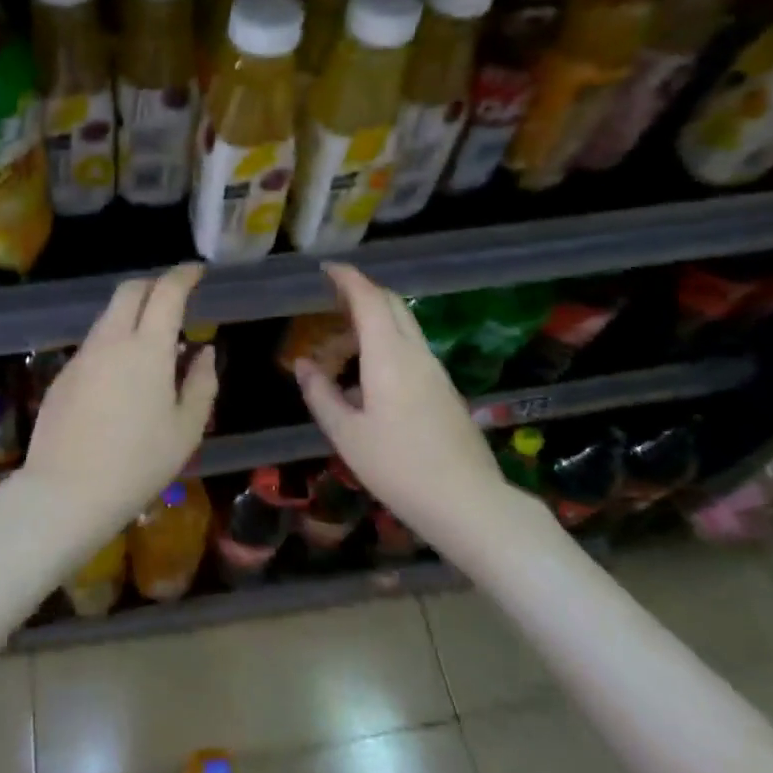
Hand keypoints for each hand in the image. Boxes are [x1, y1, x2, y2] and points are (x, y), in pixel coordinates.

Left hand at [20, 263, 217, 536]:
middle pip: (130, 290)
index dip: (183, 275)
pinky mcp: (63, 374)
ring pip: (108, 315)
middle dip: (154, 284)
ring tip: (152, 340)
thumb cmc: (137, 464)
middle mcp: (111, 340)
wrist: (66, 492)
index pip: (166, 292)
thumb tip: (204, 352)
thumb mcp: (186, 430)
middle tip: (174, 298)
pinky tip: (121, 374)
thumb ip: (202, 383)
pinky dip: (113, 341)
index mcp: (147, 348)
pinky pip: (94, 343)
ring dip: (132, 313)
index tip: (197, 272)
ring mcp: (82, 355)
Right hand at [292, 263, 502, 529]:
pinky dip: (385, 345)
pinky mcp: (444, 390)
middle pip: (392, 305)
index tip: (327, 269)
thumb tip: (303, 365)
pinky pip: (410, 350)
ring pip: (402, 328)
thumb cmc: (399, 467)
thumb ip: (321, 394)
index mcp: (389, 356)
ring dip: (371, 324)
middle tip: (330, 301)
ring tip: (339, 350)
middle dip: (361, 293)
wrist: (469, 503)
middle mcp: (415, 353)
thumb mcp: (347, 434)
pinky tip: (367, 380)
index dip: (347, 279)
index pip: (369, 299)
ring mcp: (435, 371)